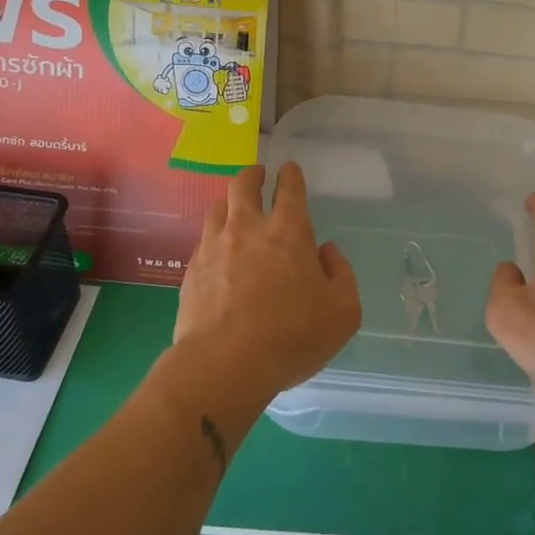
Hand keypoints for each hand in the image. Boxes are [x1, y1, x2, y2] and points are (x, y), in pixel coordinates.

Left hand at [174, 163, 361, 405]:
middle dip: (253, 175)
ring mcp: (214, 246)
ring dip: (229, 203)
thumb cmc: (292, 335)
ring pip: (217, 207)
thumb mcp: (343, 311)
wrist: (224, 364)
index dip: (291, 174)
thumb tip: (326, 252)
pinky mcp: (191, 271)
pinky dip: (213, 238)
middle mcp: (248, 228)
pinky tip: (218, 253)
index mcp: (289, 230)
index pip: (289, 187)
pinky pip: (202, 240)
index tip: (289, 170)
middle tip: (259, 177)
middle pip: (244, 184)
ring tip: (235, 211)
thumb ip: (341, 274)